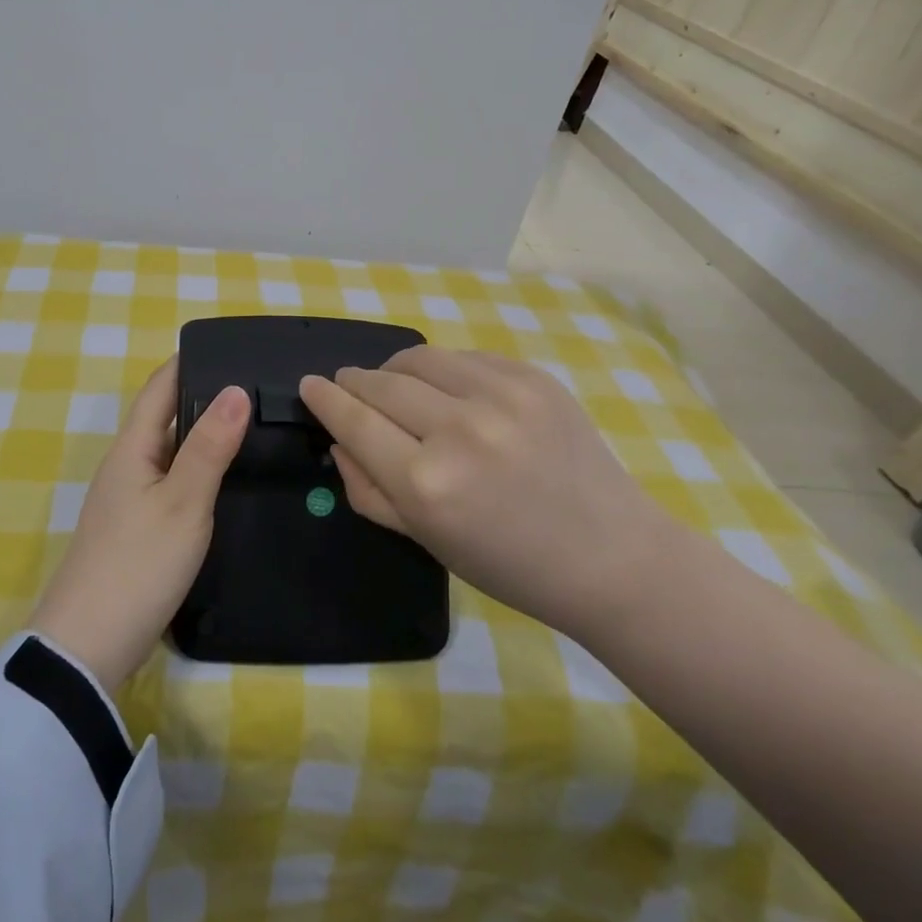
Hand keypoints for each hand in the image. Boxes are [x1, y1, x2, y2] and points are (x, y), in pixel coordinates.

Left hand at [30, 358, 250, 690]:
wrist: (88, 645)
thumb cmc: (137, 564)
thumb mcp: (182, 503)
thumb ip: (209, 447)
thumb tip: (235, 389)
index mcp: (132, 448)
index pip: (159, 387)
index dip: (189, 362)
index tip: (230, 347)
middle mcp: (126, 465)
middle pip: (165, 417)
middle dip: (204, 396)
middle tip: (257, 387)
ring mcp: (129, 499)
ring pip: (170, 452)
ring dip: (203, 435)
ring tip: (253, 426)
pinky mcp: (137, 530)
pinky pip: (171, 482)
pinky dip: (198, 470)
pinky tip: (225, 479)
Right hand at [298, 348, 668, 638]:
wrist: (611, 556)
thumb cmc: (508, 564)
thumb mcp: (424, 540)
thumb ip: (368, 489)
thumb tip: (339, 440)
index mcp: (425, 484)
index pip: (353, 421)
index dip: (325, 399)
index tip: (310, 385)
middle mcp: (458, 431)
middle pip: (379, 383)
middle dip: (354, 382)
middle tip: (349, 386)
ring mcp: (500, 397)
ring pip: (418, 357)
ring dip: (394, 368)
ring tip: (395, 384)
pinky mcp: (532, 378)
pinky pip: (463, 357)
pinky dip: (442, 369)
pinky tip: (449, 390)